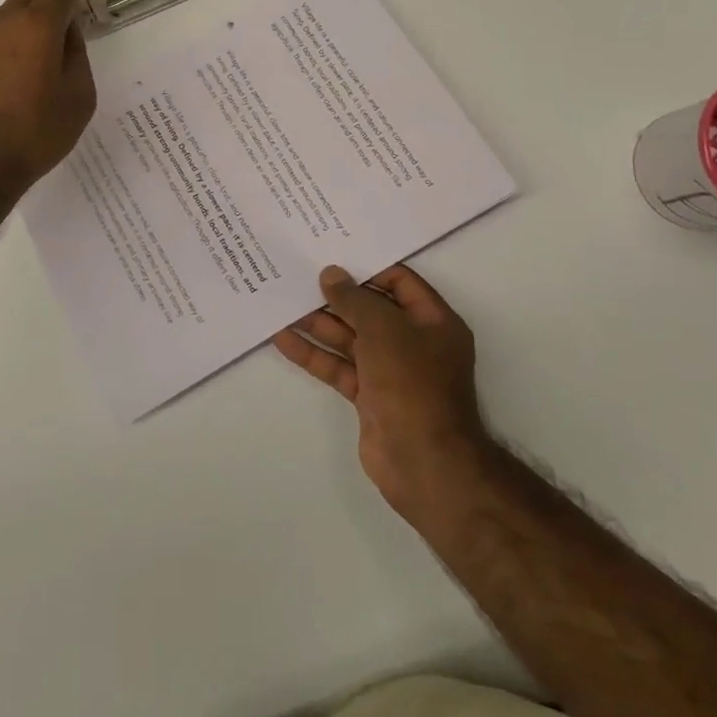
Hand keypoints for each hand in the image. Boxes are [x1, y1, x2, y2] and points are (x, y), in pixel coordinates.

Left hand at [0, 0, 96, 195]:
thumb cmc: (35, 132)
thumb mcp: (77, 97)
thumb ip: (76, 57)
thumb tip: (68, 33)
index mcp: (38, 26)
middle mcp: (5, 23)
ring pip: (9, 10)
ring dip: (28, 5)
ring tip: (44, 10)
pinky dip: (12, 26)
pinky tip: (19, 40)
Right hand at [274, 264, 492, 526]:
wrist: (423, 461)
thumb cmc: (412, 383)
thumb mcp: (384, 329)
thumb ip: (355, 299)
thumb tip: (331, 274)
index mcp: (433, 321)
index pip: (400, 281)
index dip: (367, 267)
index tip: (332, 255)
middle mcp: (414, 342)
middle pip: (370, 309)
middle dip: (336, 295)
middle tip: (299, 274)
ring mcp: (391, 371)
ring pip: (350, 338)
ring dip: (319, 323)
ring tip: (282, 301)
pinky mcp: (369, 396)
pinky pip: (339, 366)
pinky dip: (314, 354)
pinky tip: (283, 338)